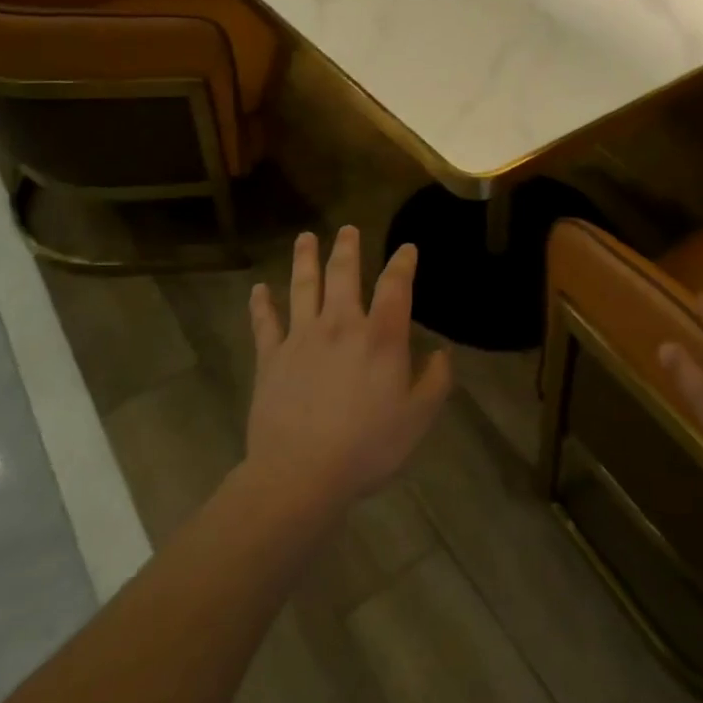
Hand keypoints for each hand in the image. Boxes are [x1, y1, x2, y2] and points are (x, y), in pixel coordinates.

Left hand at [245, 227, 452, 512]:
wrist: (300, 473)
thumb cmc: (367, 446)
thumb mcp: (418, 418)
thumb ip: (435, 382)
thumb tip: (443, 353)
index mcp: (380, 337)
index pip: (395, 286)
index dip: (403, 263)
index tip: (406, 248)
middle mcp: (341, 325)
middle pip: (343, 274)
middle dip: (347, 248)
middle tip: (347, 228)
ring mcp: (301, 338)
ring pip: (303, 287)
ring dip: (305, 259)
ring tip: (305, 238)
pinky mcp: (271, 358)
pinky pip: (265, 323)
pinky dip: (261, 305)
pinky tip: (258, 290)